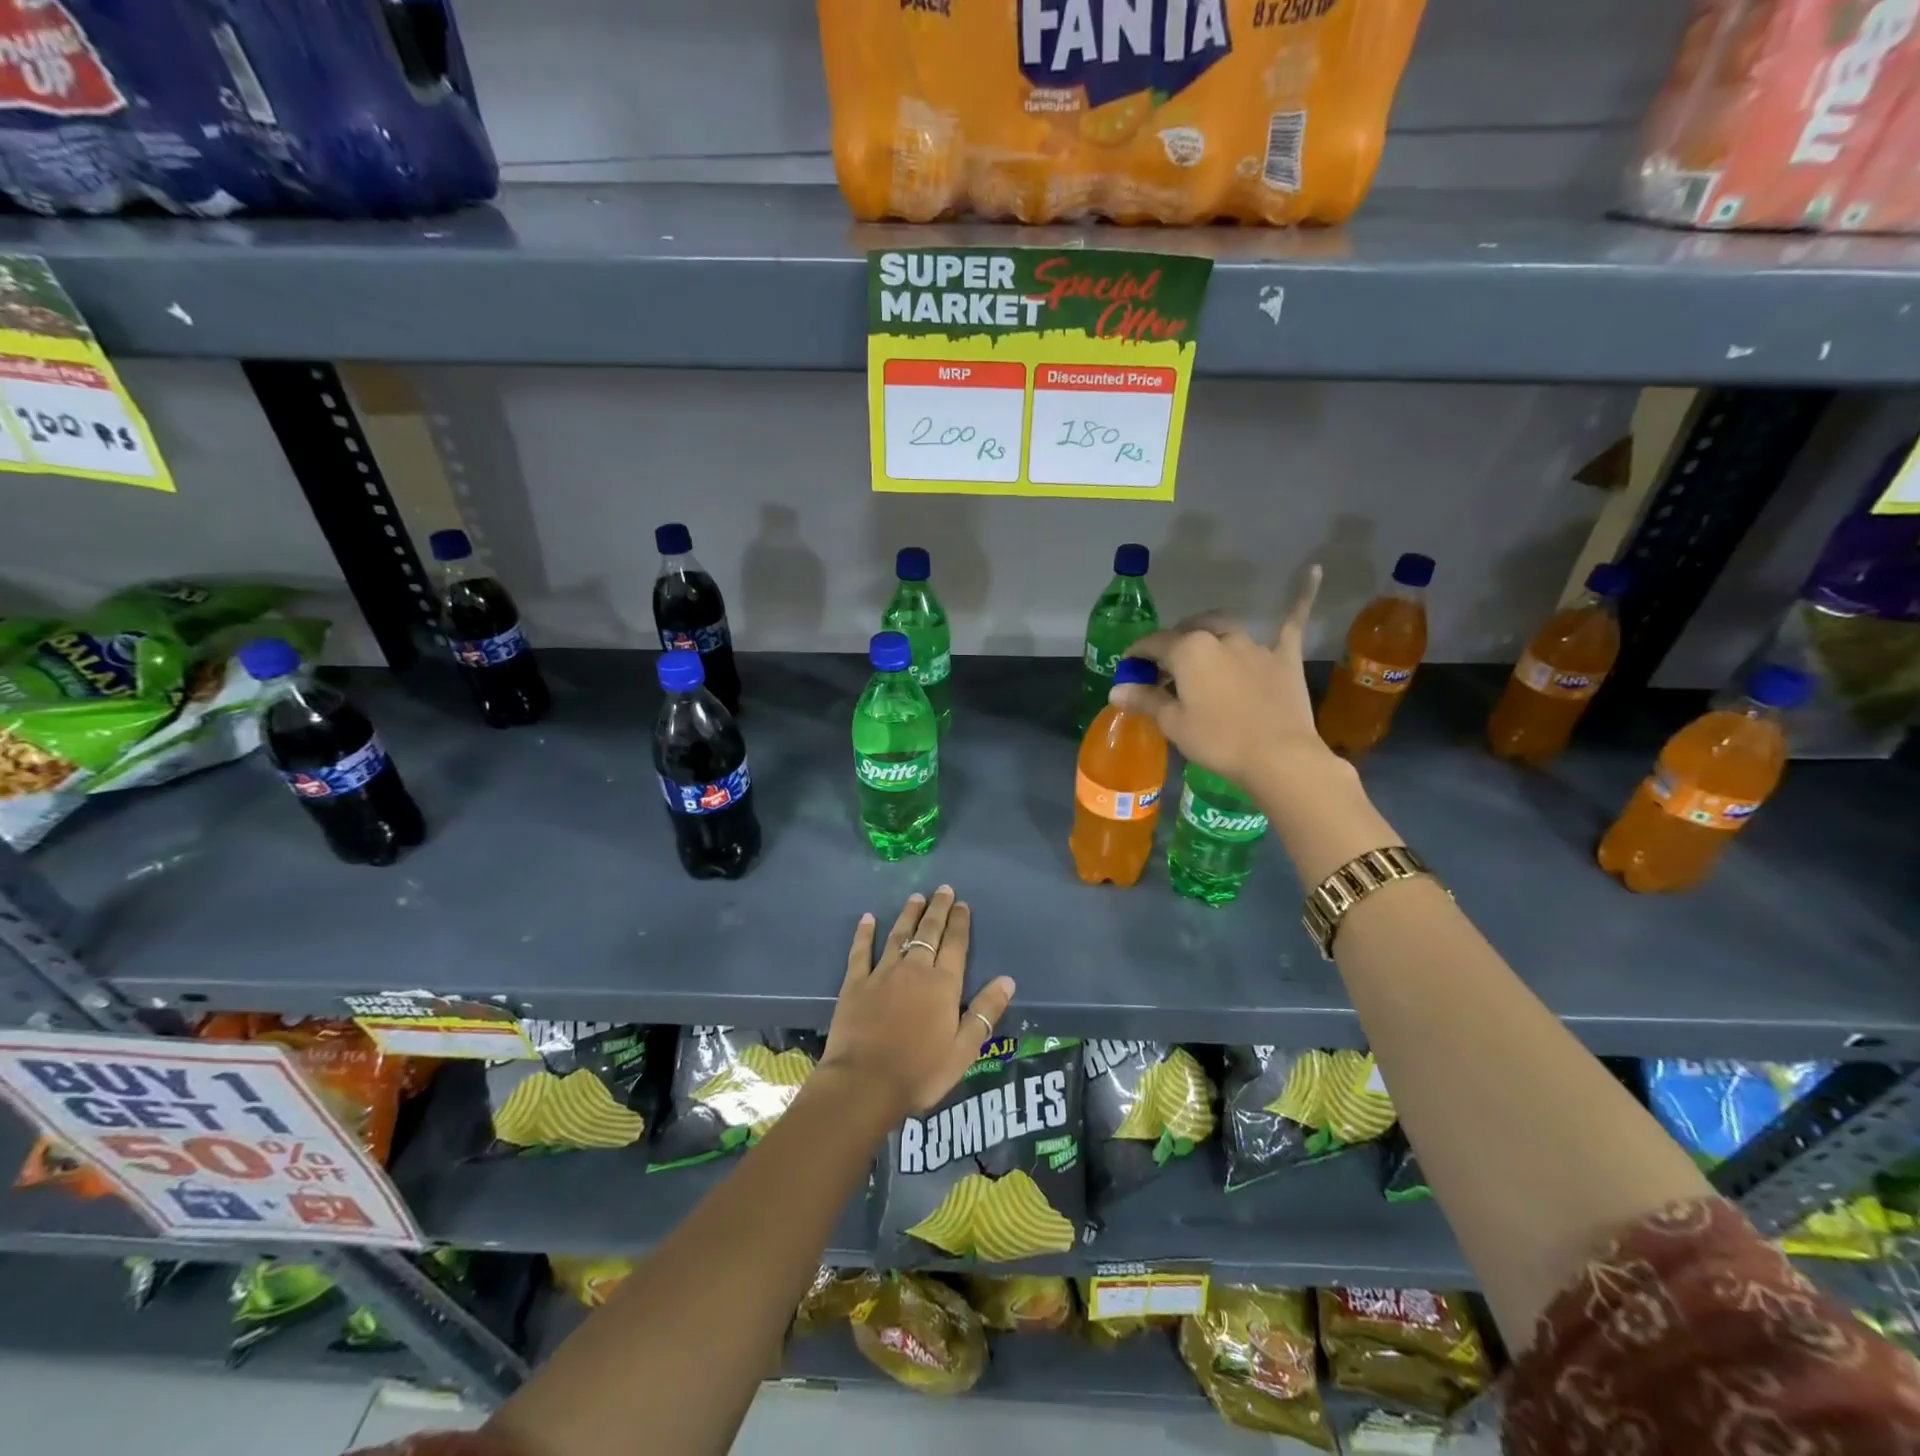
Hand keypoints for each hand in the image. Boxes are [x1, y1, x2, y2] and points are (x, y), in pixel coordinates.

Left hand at [821, 886, 1015, 1124]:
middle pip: (929, 932)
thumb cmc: (920, 1072)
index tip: (962, 903)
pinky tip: (868, 918)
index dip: (960, 922)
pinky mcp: (855, 984)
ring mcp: (882, 974)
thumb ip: (985, 1012)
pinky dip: (865, 934)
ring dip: (908, 915)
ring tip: (916, 897)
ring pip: (899, 935)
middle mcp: (915, 970)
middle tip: (943, 889)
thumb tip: (1007, 980)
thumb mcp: (964, 1050)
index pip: (955, 945)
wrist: (865, 1084)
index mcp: (943, 985)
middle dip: (938, 909)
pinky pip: (861, 952)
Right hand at [1111, 565, 1338, 788]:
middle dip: (1172, 644)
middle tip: (1164, 669)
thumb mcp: (1174, 723)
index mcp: (1188, 650)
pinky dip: (1301, 595)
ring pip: (1225, 627)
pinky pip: (1292, 621)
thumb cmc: (1218, 741)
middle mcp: (1220, 638)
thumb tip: (1116, 689)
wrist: (1279, 757)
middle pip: (1188, 632)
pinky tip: (1314, 569)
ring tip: (1200, 646)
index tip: (1128, 669)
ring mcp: (1255, 645)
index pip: (1153, 644)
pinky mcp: (1285, 657)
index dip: (1137, 656)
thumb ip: (1146, 700)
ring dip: (1208, 632)